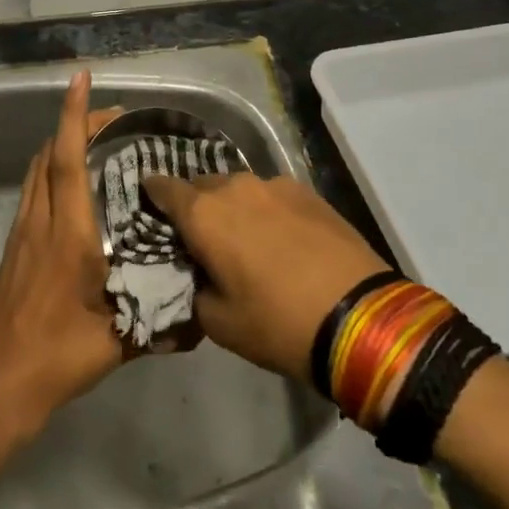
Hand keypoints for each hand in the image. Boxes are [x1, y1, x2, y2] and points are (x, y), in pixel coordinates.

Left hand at [0, 71, 124, 440]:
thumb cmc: (56, 358)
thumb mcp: (116, 342)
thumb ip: (159, 324)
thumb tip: (202, 317)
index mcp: (67, 235)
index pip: (69, 160)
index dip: (76, 116)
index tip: (81, 79)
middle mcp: (40, 222)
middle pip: (50, 154)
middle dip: (76, 124)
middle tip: (113, 118)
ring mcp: (21, 233)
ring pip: (37, 170)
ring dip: (61, 146)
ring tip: (96, 143)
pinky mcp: (13, 247)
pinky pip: (32, 191)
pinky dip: (52, 171)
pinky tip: (74, 190)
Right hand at [142, 172, 390, 384]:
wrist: (360, 317)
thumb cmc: (277, 322)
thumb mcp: (219, 323)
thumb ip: (194, 290)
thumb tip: (197, 274)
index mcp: (204, 214)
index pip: (163, 188)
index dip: (152, 195)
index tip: (148, 205)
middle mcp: (235, 187)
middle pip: (201, 186)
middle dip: (195, 206)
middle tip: (199, 237)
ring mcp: (275, 185)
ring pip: (239, 189)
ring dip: (232, 208)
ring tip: (243, 238)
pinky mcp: (308, 192)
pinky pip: (271, 196)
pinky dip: (265, 211)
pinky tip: (279, 238)